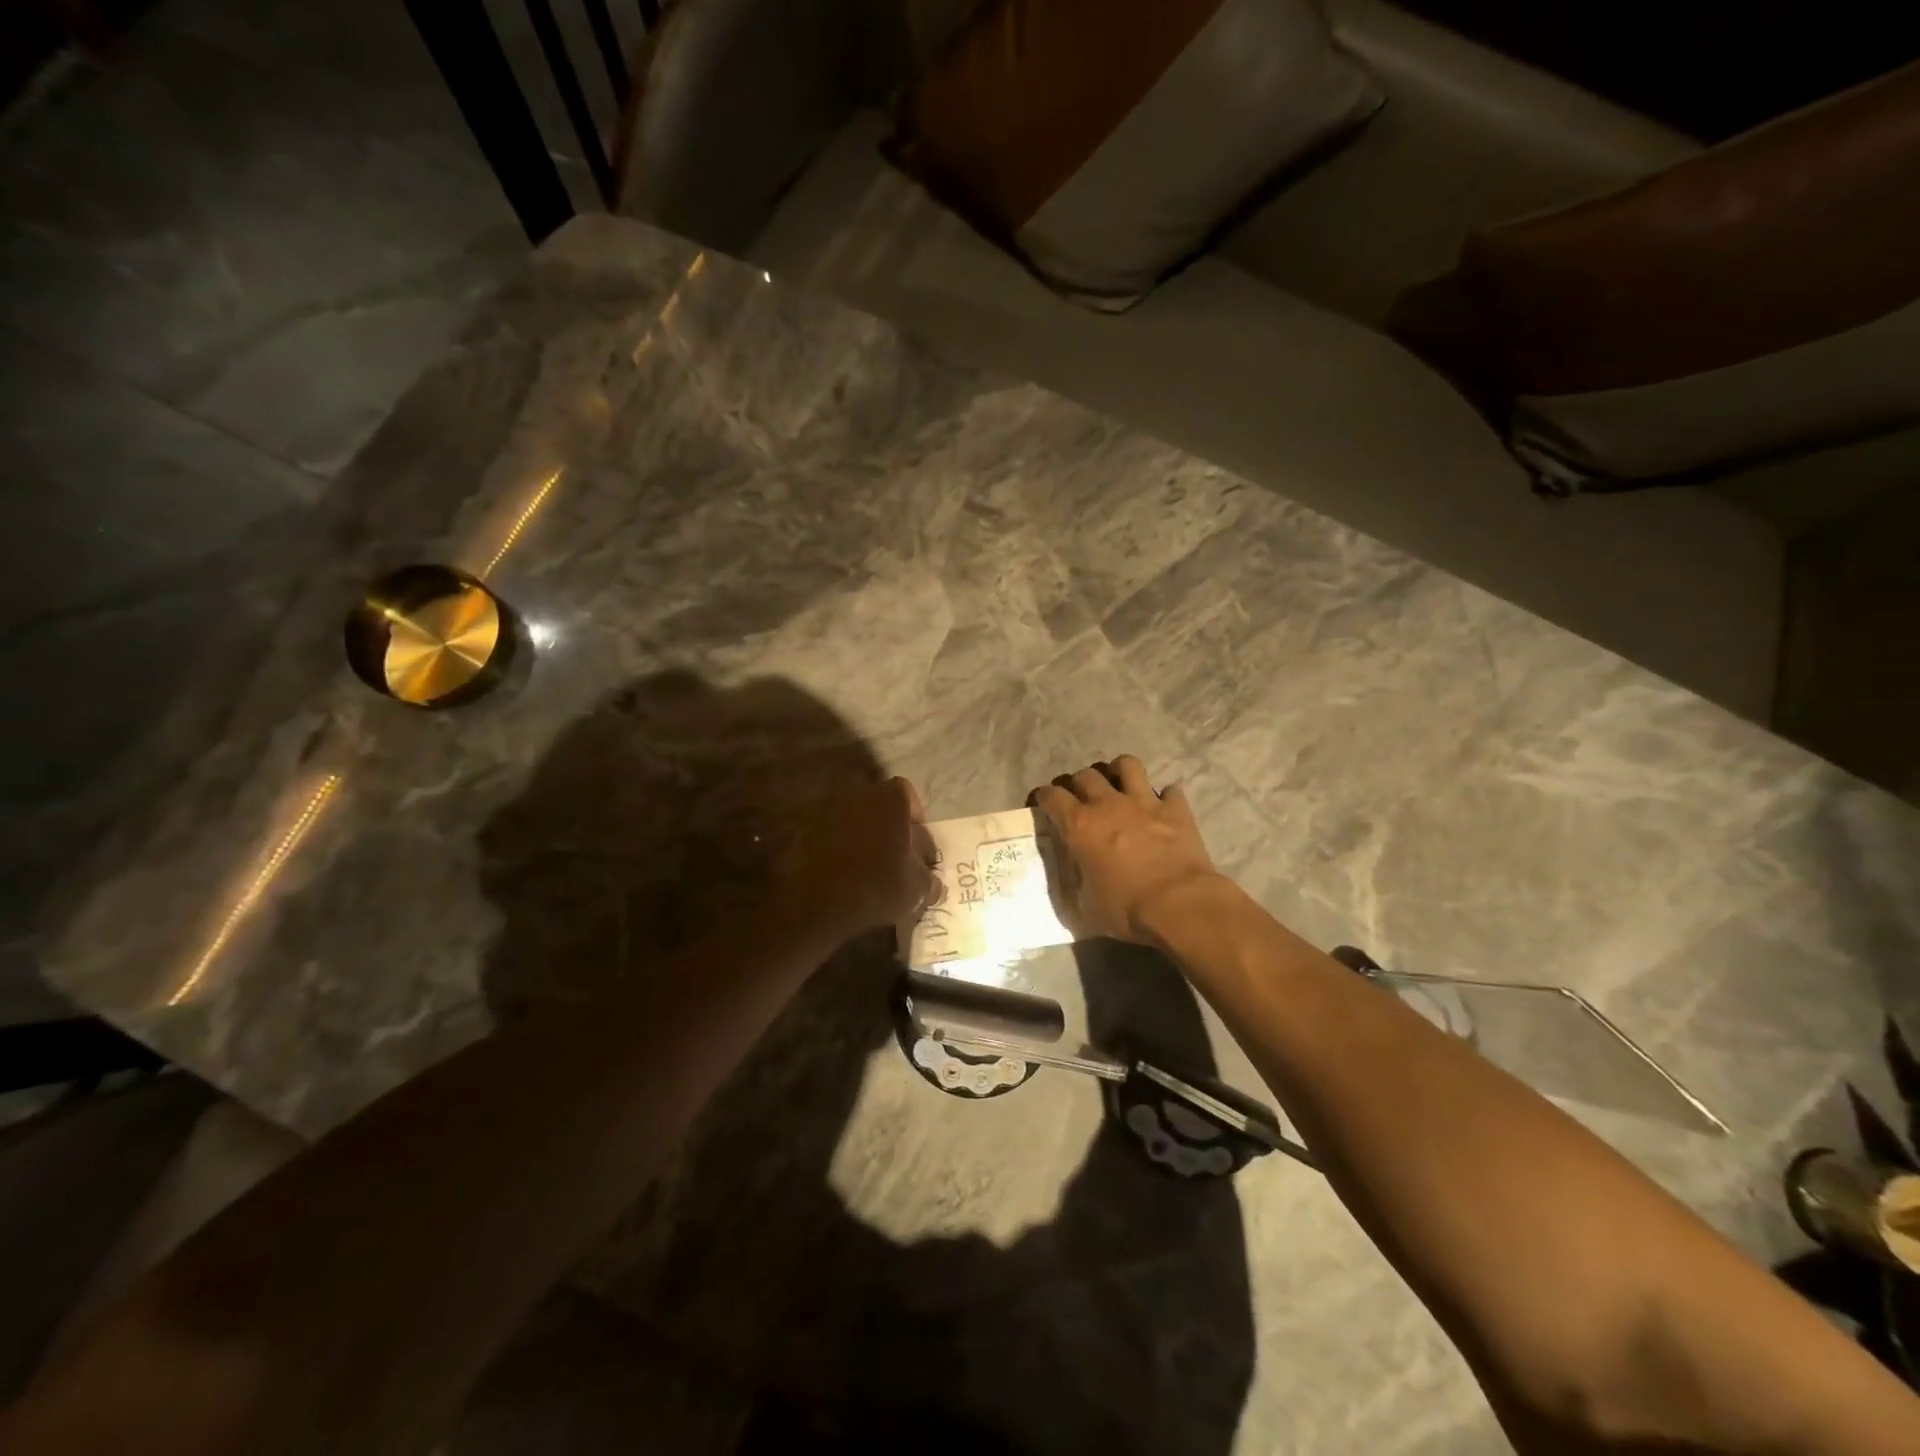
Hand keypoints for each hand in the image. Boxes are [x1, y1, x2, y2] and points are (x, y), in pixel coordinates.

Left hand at [788, 776, 936, 934]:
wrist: (822, 902)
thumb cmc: (880, 884)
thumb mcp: (918, 888)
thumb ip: (929, 880)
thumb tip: (935, 883)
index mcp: (889, 798)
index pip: (907, 793)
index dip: (914, 815)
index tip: (916, 841)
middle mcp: (858, 795)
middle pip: (879, 804)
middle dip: (889, 824)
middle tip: (896, 854)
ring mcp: (828, 810)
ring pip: (854, 819)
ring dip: (863, 836)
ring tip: (870, 866)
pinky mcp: (806, 831)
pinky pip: (831, 834)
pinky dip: (840, 848)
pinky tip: (846, 873)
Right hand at [1029, 756, 1223, 943]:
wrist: (1178, 905)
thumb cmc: (1125, 909)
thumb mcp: (1085, 905)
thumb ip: (1075, 882)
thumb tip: (1075, 875)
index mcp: (1079, 826)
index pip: (1051, 796)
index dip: (1043, 797)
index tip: (1043, 803)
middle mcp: (1108, 804)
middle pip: (1085, 775)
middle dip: (1078, 783)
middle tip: (1080, 798)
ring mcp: (1144, 802)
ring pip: (1127, 765)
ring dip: (1119, 772)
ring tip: (1119, 785)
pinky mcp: (1176, 810)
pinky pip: (1170, 791)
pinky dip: (1165, 798)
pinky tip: (1163, 809)